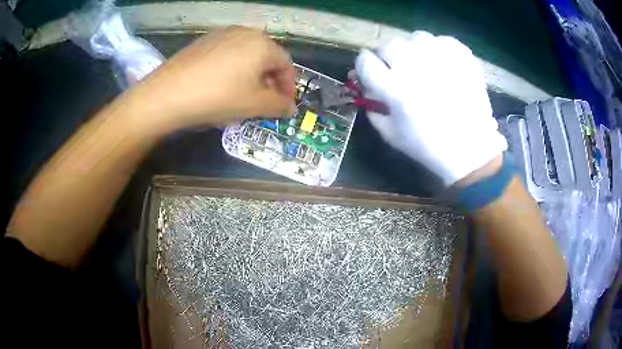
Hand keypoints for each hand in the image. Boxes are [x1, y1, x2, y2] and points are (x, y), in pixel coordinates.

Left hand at [128, 27, 295, 131]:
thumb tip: (290, 107)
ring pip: (246, 54)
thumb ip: (278, 105)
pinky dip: (233, 68)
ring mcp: (221, 34)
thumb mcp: (254, 105)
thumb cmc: (218, 97)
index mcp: (263, 44)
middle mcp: (245, 32)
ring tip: (243, 93)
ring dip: (252, 73)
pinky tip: (222, 84)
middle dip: (270, 80)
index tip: (284, 105)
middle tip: (265, 100)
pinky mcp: (203, 41)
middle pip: (267, 56)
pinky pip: (227, 53)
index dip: (289, 86)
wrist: (167, 94)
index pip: (286, 64)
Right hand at [355, 31, 506, 185]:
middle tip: (399, 71)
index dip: (365, 65)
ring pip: (416, 38)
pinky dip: (440, 49)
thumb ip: (371, 105)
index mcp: (395, 89)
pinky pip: (442, 40)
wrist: (470, 148)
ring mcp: (441, 58)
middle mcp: (415, 67)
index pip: (365, 61)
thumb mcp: (390, 133)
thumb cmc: (428, 146)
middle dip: (389, 57)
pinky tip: (443, 65)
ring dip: (415, 50)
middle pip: (389, 45)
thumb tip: (364, 83)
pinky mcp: (462, 56)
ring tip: (424, 66)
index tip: (371, 70)